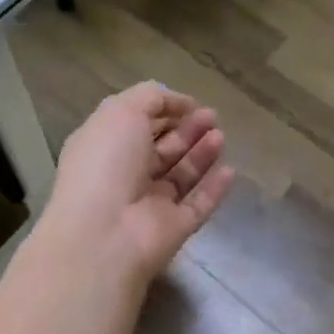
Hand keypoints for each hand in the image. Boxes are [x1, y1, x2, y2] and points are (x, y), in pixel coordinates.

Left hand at [38, 82, 235, 288]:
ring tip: (221, 135)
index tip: (189, 103)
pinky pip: (197, 205)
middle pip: (161, 149)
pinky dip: (213, 188)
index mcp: (105, 146)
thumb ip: (151, 98)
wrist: (104, 234)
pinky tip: (230, 170)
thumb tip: (179, 103)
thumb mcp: (122, 111)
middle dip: (187, 130)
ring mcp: (149, 205)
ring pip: (181, 175)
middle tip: (212, 116)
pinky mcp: (172, 229)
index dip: (162, 111)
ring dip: (201, 154)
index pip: (136, 124)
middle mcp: (125, 175)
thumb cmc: (106, 163)